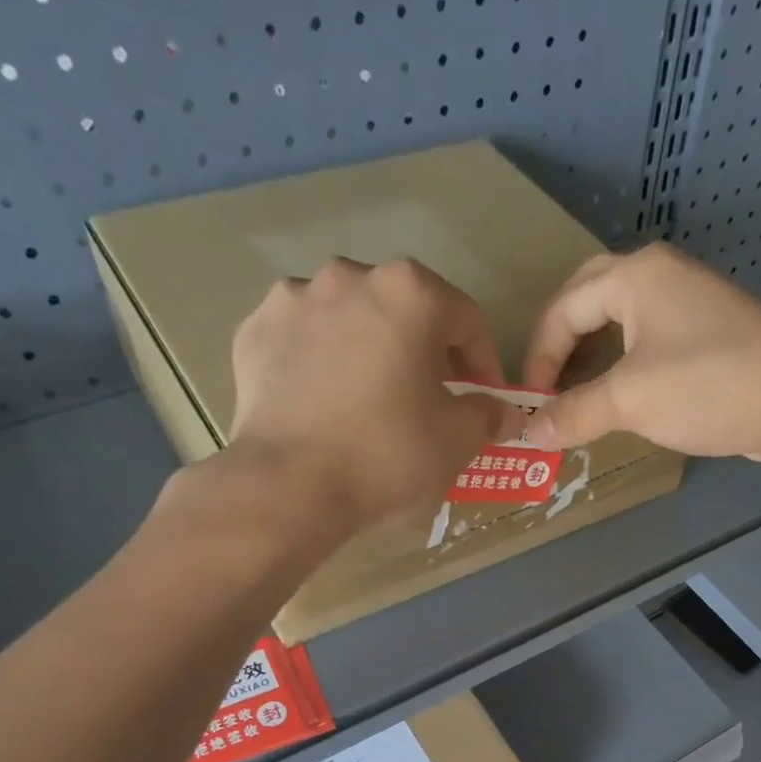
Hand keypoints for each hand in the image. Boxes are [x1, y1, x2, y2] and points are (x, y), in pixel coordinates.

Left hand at [215, 257, 515, 532]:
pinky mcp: (255, 331)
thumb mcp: (458, 442)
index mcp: (410, 293)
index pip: (467, 320)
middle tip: (431, 400)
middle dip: (425, 352)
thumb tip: (505, 413)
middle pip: (405, 311)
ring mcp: (295, 299)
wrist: (291, 485)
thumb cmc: (389, 455)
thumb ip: (488, 416)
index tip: (485, 400)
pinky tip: (327, 405)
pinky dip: (322, 363)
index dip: (484, 363)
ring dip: (371, 350)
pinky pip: (305, 341)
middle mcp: (350, 276)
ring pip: (351, 320)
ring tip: (373, 400)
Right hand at [521, 244, 760, 462]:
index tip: (532, 404)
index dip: (540, 356)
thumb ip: (575, 414)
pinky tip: (624, 403)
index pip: (564, 306)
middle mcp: (662, 277)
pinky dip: (626, 372)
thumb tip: (530, 433)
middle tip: (548, 391)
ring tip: (578, 400)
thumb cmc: (707, 386)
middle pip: (590, 302)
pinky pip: (651, 347)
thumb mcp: (630, 400)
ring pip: (623, 325)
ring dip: (594, 360)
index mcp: (636, 275)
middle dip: (563, 347)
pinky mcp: (712, 338)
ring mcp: (691, 306)